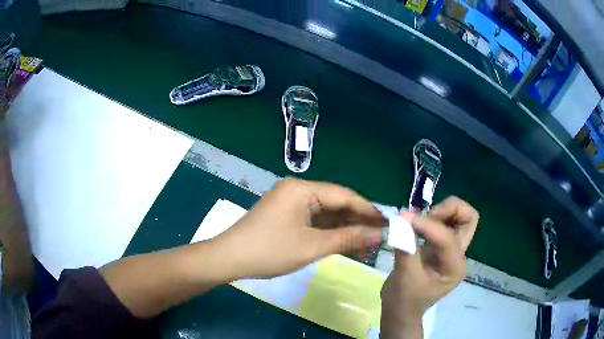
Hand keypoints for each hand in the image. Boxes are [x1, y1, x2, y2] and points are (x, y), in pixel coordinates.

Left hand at [212, 179, 383, 278]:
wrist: (230, 259)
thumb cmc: (270, 251)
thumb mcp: (312, 246)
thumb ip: (348, 238)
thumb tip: (379, 234)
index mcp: (302, 189)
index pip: (344, 195)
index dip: (368, 210)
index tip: (388, 223)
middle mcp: (298, 190)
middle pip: (336, 203)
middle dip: (357, 219)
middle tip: (380, 234)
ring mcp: (291, 203)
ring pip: (326, 213)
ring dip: (344, 227)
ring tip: (367, 240)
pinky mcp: (286, 215)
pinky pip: (314, 220)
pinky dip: (329, 231)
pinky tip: (345, 241)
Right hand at [380, 197, 478, 337]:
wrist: (401, 311)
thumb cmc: (403, 301)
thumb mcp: (404, 277)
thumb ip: (405, 247)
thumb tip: (400, 220)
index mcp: (454, 267)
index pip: (447, 237)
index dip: (426, 224)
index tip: (403, 218)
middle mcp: (458, 256)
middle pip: (469, 218)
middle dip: (448, 210)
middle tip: (425, 217)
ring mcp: (451, 251)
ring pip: (459, 217)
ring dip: (440, 211)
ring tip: (417, 220)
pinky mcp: (440, 247)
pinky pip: (443, 223)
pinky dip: (431, 218)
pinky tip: (415, 224)